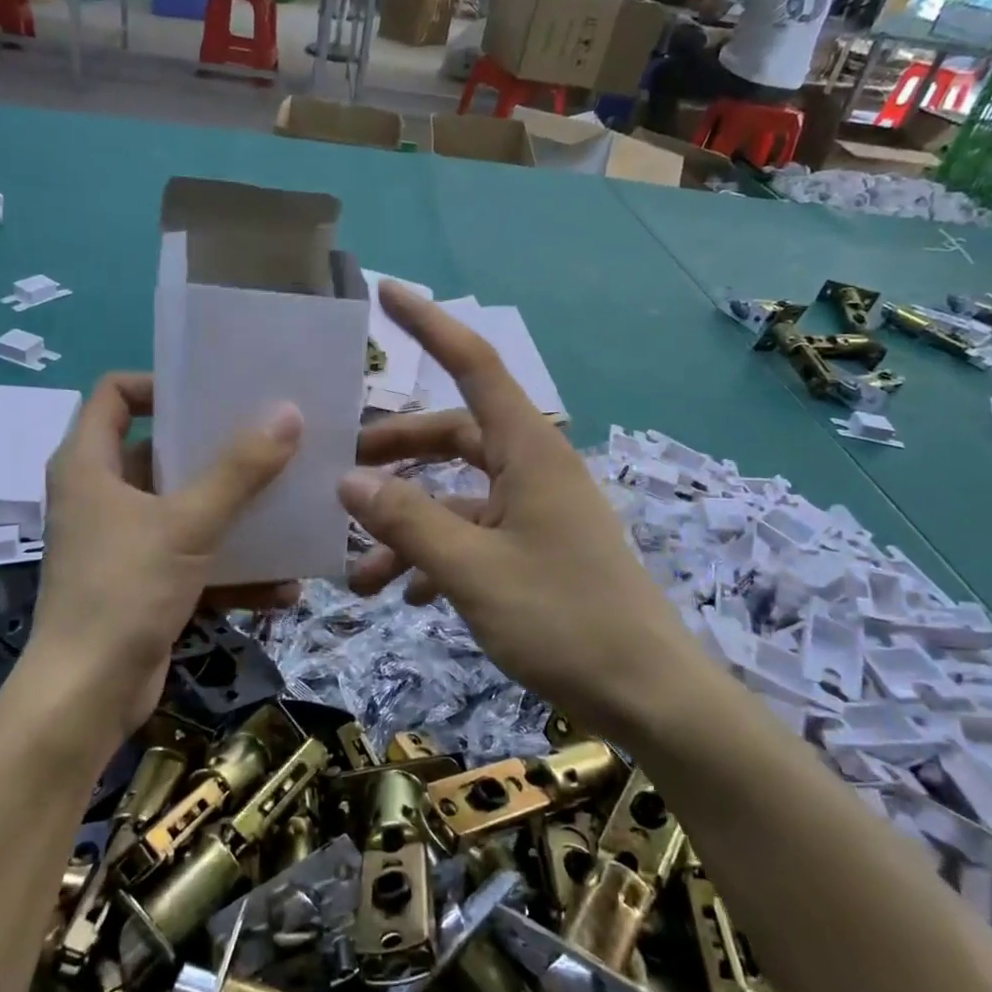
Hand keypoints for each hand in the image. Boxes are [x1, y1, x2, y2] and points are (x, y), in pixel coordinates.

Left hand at [23, 373, 302, 755]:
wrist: (87, 697)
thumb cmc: (125, 590)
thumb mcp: (188, 524)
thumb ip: (239, 470)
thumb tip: (288, 414)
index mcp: (89, 464)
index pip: (114, 394)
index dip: (159, 385)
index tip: (213, 395)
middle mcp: (100, 495)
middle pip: (159, 451)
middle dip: (216, 450)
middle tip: (270, 441)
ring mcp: (121, 541)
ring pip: (183, 508)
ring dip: (233, 513)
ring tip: (288, 507)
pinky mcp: (142, 582)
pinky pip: (192, 559)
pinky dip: (230, 568)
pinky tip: (283, 585)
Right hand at [340, 283, 705, 741]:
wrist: (649, 698)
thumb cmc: (564, 620)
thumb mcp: (472, 571)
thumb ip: (407, 522)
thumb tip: (349, 482)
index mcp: (529, 451)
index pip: (474, 366)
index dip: (429, 325)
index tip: (386, 294)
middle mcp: (533, 470)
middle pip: (453, 437)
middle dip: (396, 454)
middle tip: (342, 473)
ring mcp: (536, 513)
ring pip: (456, 498)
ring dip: (407, 527)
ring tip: (358, 575)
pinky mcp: (537, 553)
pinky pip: (474, 537)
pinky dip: (436, 557)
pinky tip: (406, 597)